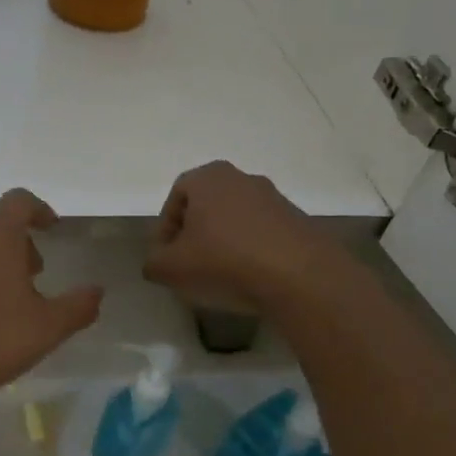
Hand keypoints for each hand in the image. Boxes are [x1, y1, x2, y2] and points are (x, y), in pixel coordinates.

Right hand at [144, 162, 335, 314]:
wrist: (301, 278)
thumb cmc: (225, 261)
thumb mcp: (171, 268)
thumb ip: (154, 262)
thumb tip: (157, 262)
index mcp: (209, 177)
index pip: (175, 197)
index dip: (164, 230)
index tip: (165, 258)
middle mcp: (243, 178)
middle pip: (206, 206)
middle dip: (194, 235)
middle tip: (189, 265)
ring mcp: (275, 198)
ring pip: (235, 220)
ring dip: (223, 243)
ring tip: (220, 276)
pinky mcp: (298, 221)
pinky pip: (262, 234)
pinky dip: (251, 251)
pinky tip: (250, 278)